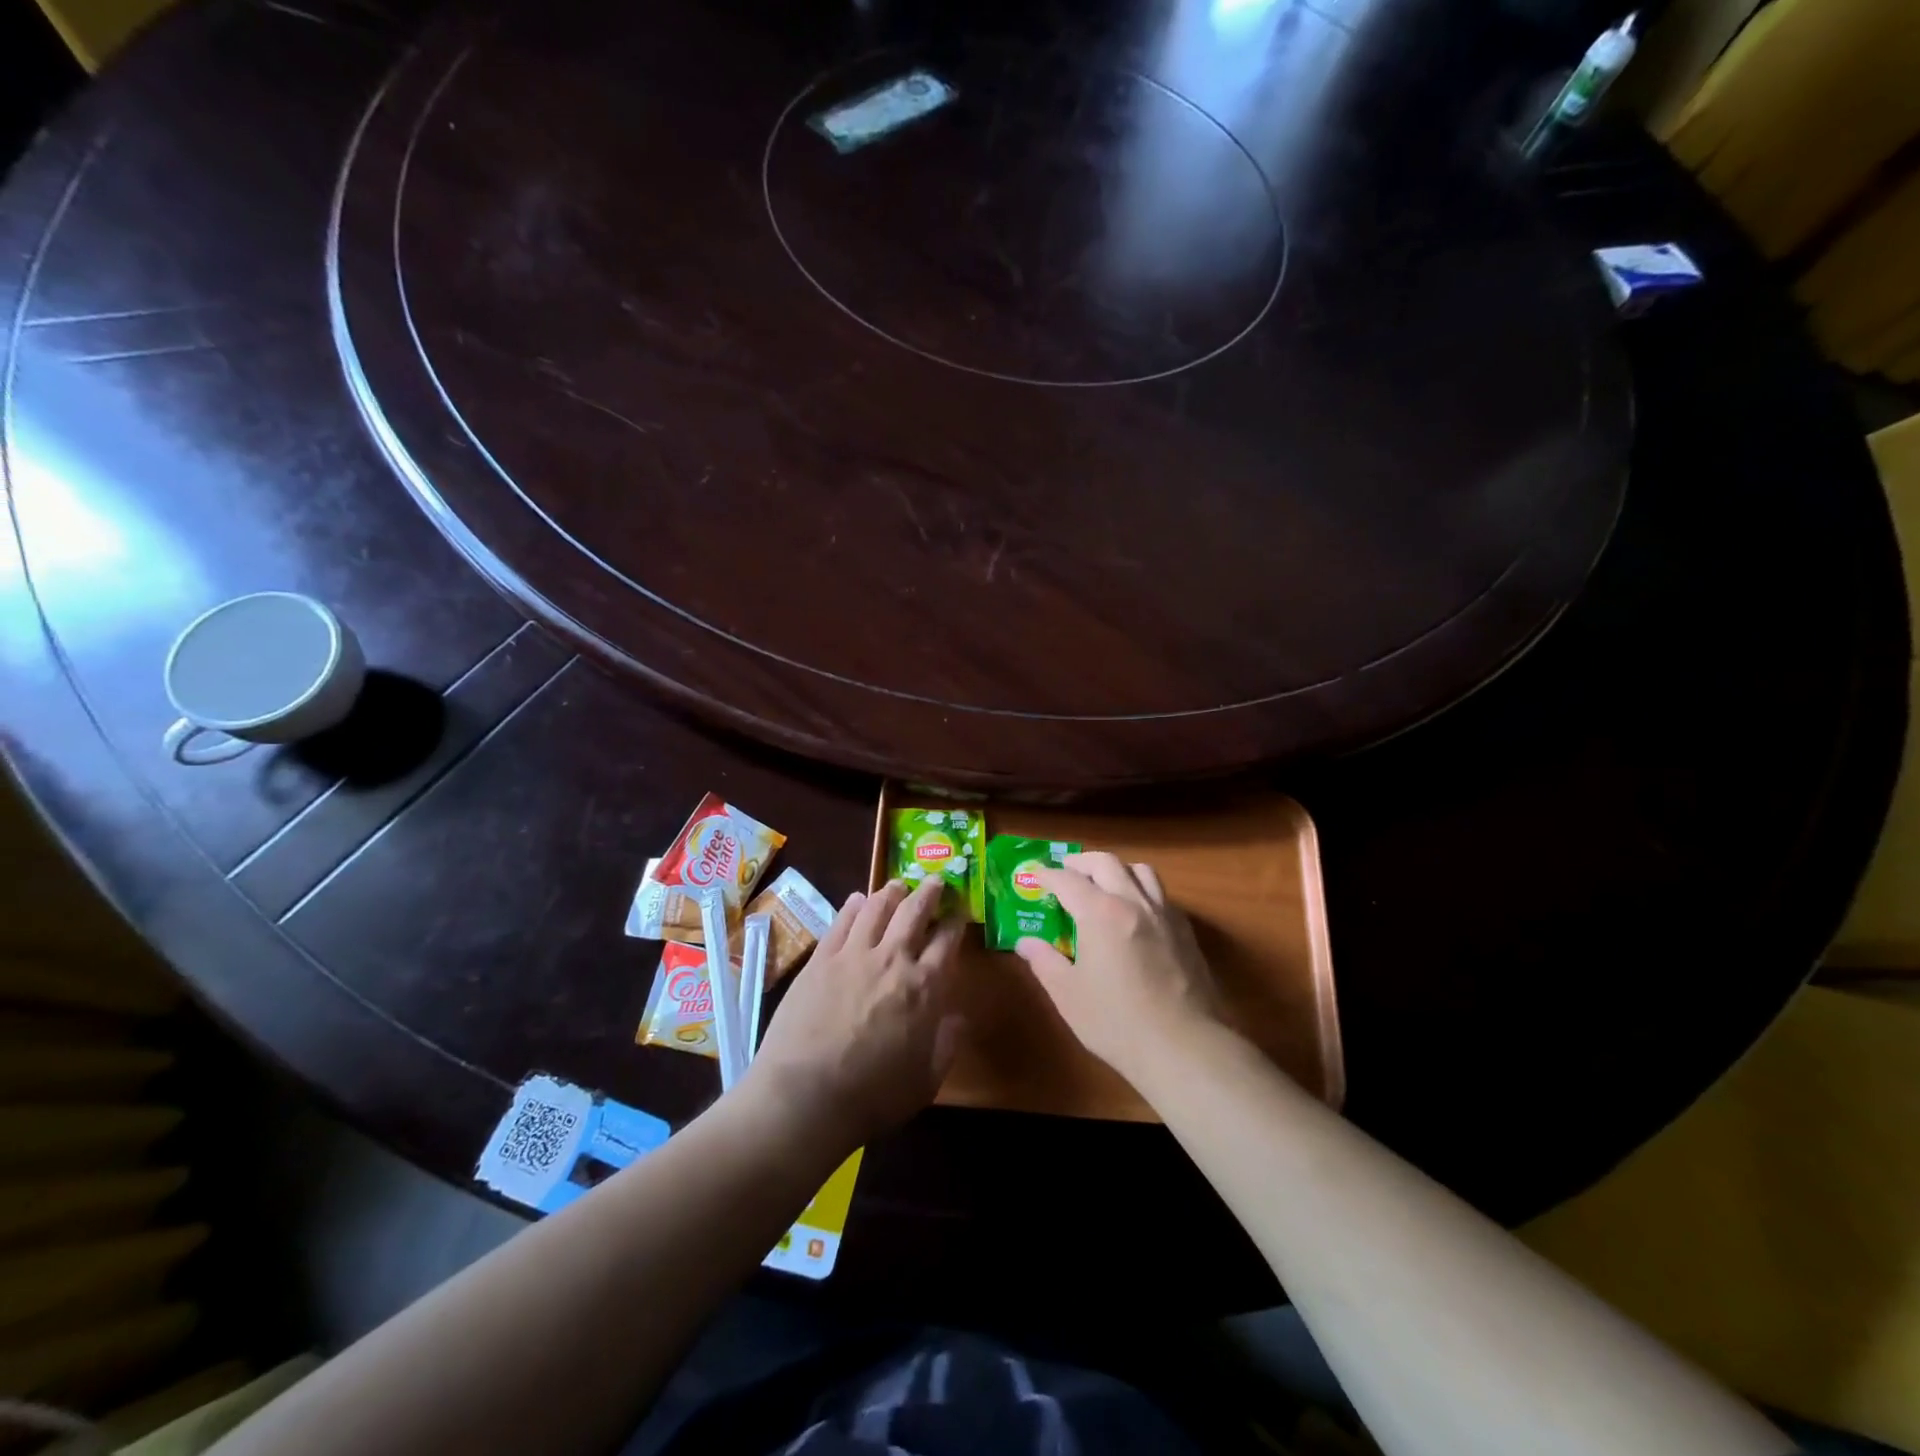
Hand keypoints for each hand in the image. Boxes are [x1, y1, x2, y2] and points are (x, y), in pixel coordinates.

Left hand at [745, 876, 965, 1150]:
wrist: (805, 1097)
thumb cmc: (873, 1096)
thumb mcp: (926, 1080)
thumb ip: (947, 1044)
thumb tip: (959, 1017)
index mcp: (925, 986)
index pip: (947, 941)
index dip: (956, 922)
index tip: (960, 912)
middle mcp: (893, 959)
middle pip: (915, 911)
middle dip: (929, 892)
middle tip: (935, 881)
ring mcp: (853, 954)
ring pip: (877, 907)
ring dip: (892, 891)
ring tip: (898, 884)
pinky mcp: (821, 958)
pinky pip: (842, 921)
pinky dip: (854, 905)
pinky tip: (858, 899)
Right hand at [1014, 852, 1223, 1087]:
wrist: (1185, 1047)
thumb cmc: (1117, 1022)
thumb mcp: (1068, 994)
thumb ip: (1044, 962)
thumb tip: (1026, 943)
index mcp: (1100, 912)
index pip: (1068, 880)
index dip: (1047, 875)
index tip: (1035, 874)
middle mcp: (1134, 902)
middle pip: (1106, 863)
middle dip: (1081, 862)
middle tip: (1066, 872)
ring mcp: (1165, 914)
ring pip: (1141, 871)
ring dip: (1117, 870)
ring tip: (1104, 885)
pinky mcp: (1186, 932)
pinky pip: (1161, 895)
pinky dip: (1142, 891)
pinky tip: (1136, 914)